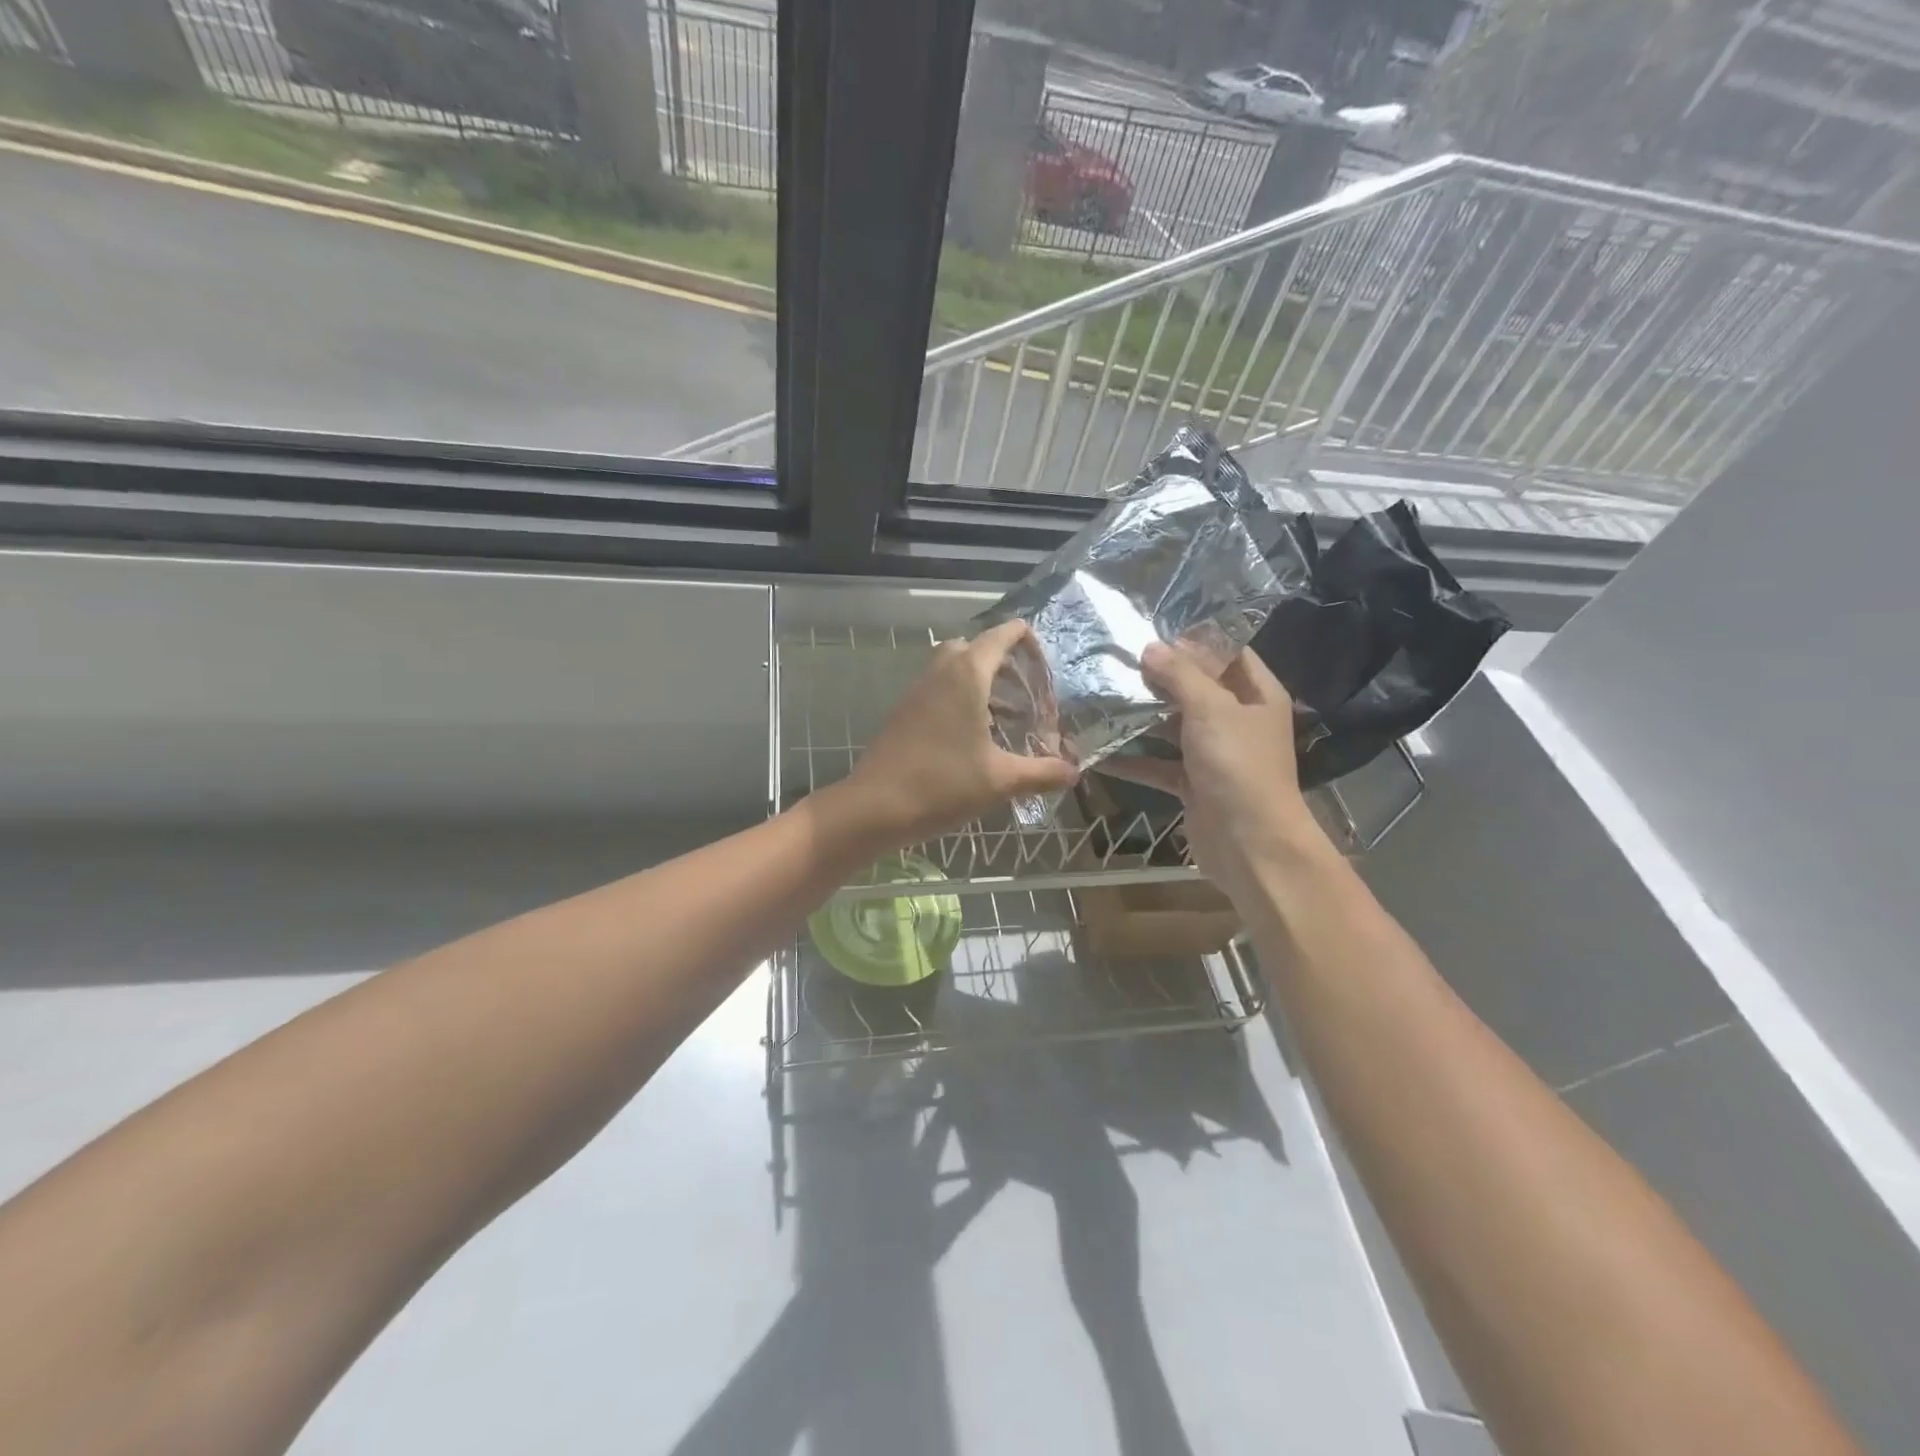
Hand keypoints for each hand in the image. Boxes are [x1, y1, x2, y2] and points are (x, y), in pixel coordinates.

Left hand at [830, 620, 1079, 850]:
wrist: (875, 807)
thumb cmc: (943, 785)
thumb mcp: (1001, 780)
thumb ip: (1042, 772)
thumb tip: (1074, 772)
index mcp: (966, 676)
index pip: (999, 636)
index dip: (1024, 638)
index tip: (1043, 656)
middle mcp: (939, 674)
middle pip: (973, 648)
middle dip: (1001, 661)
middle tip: (1024, 689)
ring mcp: (916, 692)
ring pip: (951, 669)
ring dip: (979, 682)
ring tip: (1006, 716)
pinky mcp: (903, 714)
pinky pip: (936, 691)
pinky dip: (958, 699)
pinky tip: (973, 736)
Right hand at [1103, 643, 1331, 910]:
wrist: (1251, 845)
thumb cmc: (1238, 766)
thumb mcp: (1211, 709)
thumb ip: (1180, 675)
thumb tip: (1151, 647)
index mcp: (1257, 694)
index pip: (1227, 653)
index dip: (1193, 640)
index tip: (1151, 630)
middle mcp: (1238, 720)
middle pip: (1196, 689)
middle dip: (1158, 678)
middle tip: (1115, 661)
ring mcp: (1215, 754)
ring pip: (1173, 726)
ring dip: (1141, 718)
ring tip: (1100, 698)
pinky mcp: (1193, 784)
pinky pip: (1158, 764)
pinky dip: (1132, 760)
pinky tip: (1097, 752)